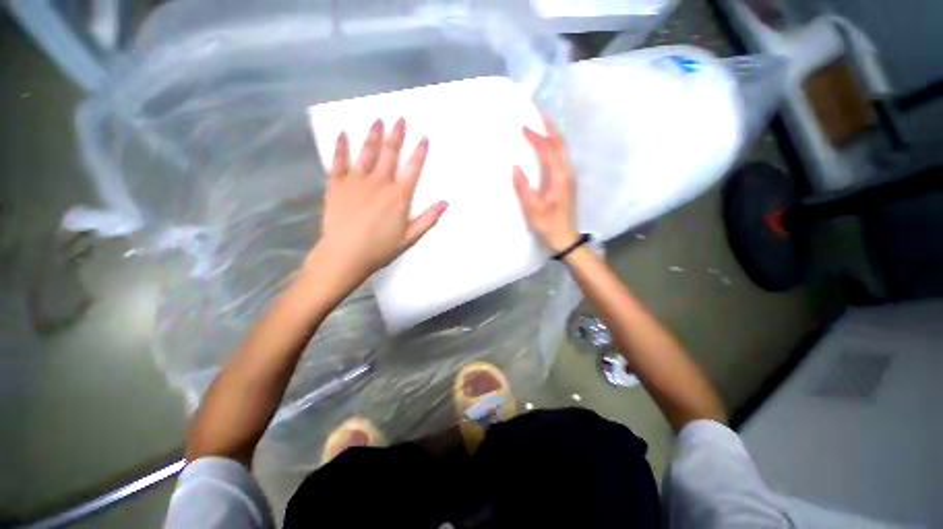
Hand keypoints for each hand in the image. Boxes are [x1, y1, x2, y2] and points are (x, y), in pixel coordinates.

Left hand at [308, 118, 446, 288]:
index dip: (419, 152)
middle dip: (397, 135)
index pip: (413, 168)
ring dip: (373, 135)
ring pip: (366, 153)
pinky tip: (342, 134)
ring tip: (377, 120)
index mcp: (399, 196)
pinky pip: (338, 161)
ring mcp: (356, 181)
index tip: (424, 138)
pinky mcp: (337, 185)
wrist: (345, 255)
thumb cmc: (380, 248)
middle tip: (400, 118)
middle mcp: (379, 183)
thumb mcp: (410, 237)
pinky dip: (341, 147)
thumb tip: (445, 203)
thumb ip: (428, 219)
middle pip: (390, 153)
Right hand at [513, 115, 578, 252]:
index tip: (523, 127)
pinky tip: (547, 146)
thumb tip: (515, 167)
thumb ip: (524, 188)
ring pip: (563, 150)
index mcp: (559, 178)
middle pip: (561, 144)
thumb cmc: (548, 225)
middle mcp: (567, 173)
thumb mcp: (533, 209)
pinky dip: (554, 146)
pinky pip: (561, 157)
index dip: (537, 137)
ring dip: (553, 135)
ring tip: (542, 124)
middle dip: (550, 127)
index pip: (549, 150)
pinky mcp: (567, 182)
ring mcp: (569, 177)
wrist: (566, 238)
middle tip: (538, 113)